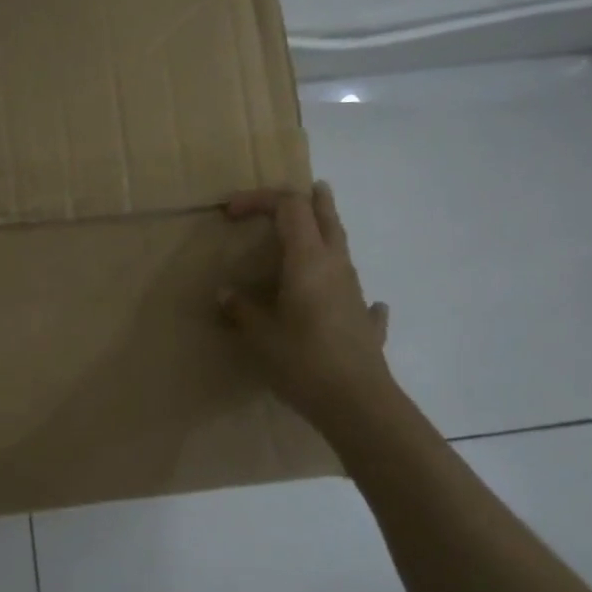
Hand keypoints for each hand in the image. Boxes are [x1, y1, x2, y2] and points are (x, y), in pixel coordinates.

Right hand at [220, 181, 394, 424]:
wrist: (357, 404)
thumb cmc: (303, 360)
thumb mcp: (259, 334)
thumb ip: (241, 309)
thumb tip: (226, 294)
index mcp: (307, 260)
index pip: (289, 207)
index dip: (260, 199)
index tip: (231, 211)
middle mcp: (335, 266)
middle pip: (326, 218)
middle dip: (313, 200)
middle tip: (307, 188)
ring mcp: (355, 293)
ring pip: (342, 249)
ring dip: (326, 234)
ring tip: (312, 235)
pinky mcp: (365, 322)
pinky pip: (358, 295)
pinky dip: (348, 288)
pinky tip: (351, 300)